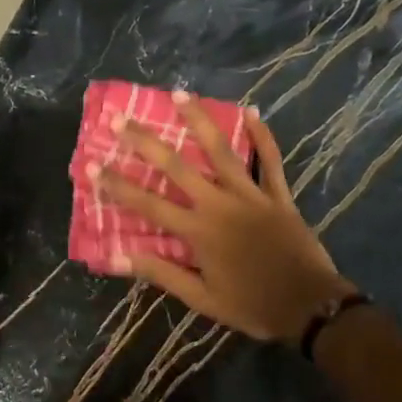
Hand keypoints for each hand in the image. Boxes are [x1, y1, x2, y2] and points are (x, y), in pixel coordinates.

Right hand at [94, 93, 354, 342]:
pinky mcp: (278, 195)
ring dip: (199, 120)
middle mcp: (220, 204)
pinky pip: (270, 160)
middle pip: (177, 167)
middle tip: (121, 120)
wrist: (310, 307)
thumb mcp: (201, 299)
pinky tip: (251, 111)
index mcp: (198, 231)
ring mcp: (251, 195)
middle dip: (146, 142)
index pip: (148, 204)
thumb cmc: (252, 305)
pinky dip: (262, 136)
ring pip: (221, 151)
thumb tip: (116, 256)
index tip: (92, 165)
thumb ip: (161, 273)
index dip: (117, 184)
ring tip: (179, 94)